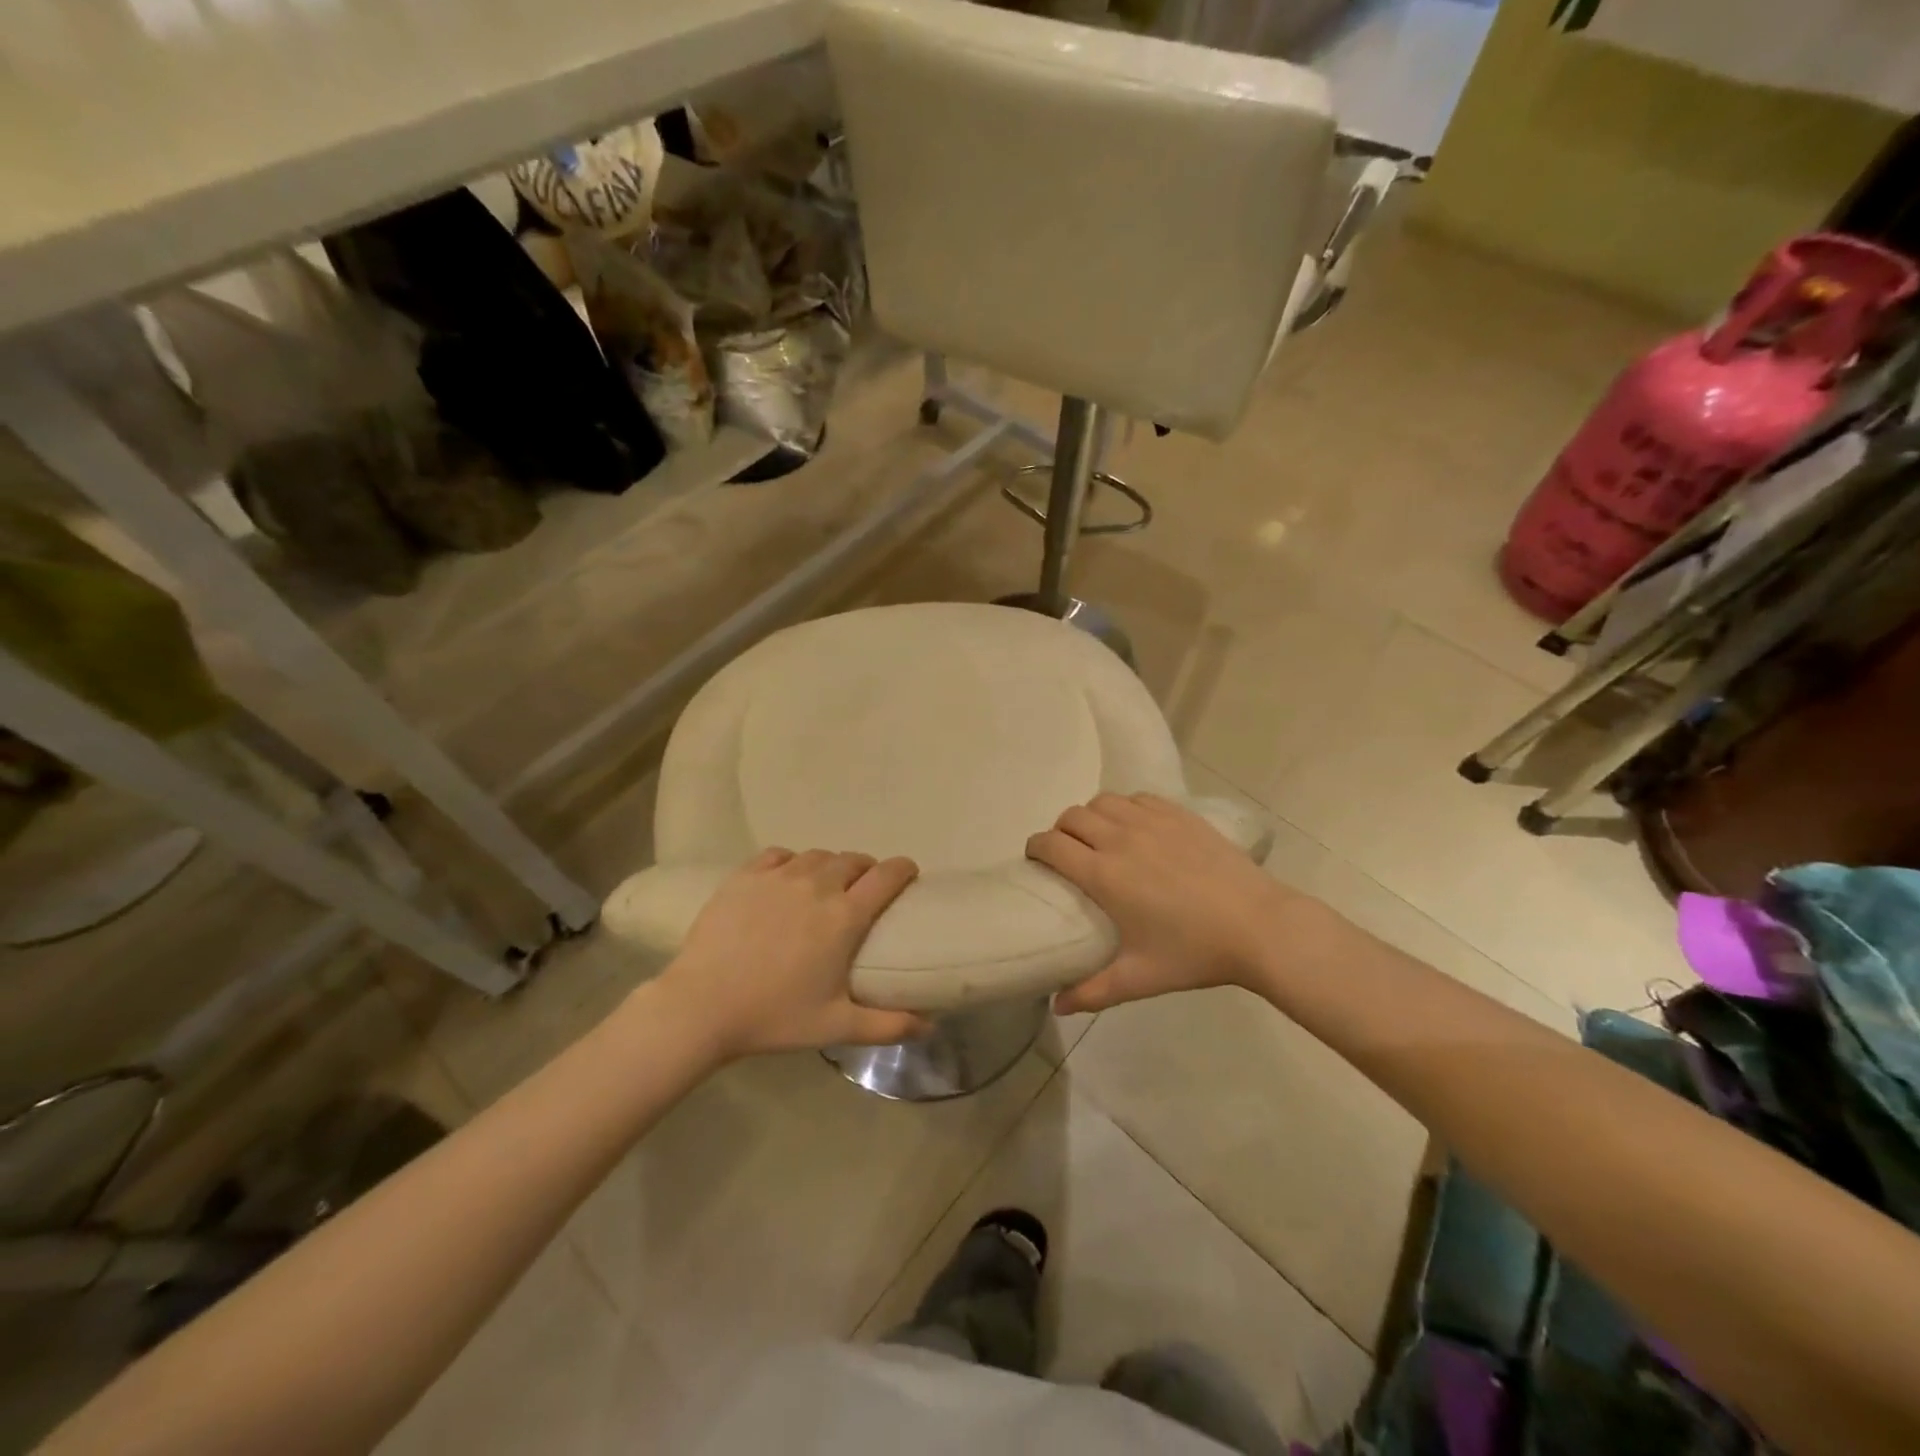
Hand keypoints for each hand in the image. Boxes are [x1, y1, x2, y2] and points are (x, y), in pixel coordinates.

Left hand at [657, 848, 930, 1057]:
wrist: (702, 1005)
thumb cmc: (774, 1016)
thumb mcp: (836, 1026)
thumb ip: (888, 1025)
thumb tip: (930, 1027)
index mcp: (845, 916)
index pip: (887, 875)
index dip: (903, 869)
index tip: (908, 875)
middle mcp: (817, 885)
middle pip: (854, 860)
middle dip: (867, 870)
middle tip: (863, 891)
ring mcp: (779, 876)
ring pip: (818, 855)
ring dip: (831, 865)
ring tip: (826, 885)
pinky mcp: (746, 876)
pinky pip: (779, 855)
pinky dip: (792, 861)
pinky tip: (787, 879)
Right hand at [1026, 793, 1308, 1013]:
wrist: (1258, 925)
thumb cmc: (1195, 953)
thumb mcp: (1140, 977)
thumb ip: (1093, 992)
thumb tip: (1058, 1006)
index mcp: (1103, 873)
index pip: (1050, 844)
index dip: (1035, 848)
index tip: (1037, 861)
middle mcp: (1120, 838)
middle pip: (1071, 816)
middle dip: (1061, 832)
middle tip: (1069, 855)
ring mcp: (1152, 821)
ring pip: (1103, 802)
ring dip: (1092, 816)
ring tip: (1101, 838)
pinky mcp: (1179, 814)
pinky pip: (1137, 798)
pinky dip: (1126, 808)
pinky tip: (1137, 828)